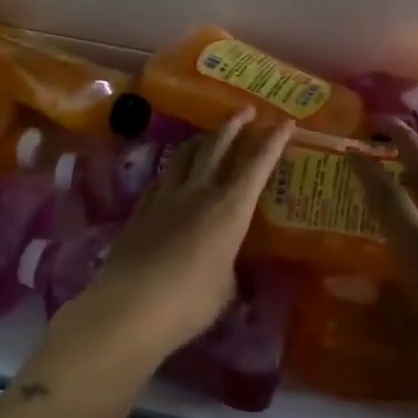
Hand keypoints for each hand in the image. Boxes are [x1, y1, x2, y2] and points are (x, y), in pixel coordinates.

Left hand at [50, 109, 291, 370]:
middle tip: (245, 110)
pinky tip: (172, 172)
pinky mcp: (141, 208)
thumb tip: (230, 271)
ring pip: (185, 154)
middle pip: (217, 146)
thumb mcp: (226, 291)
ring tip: (208, 135)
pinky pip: (161, 177)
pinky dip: (173, 168)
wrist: (131, 306)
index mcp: (230, 209)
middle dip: (234, 125)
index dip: (273, 142)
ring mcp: (166, 197)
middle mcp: (199, 192)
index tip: (285, 122)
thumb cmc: (190, 302)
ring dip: (201, 139)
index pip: (257, 166)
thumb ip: (231, 272)